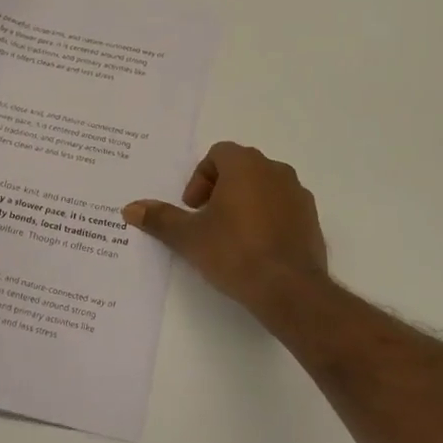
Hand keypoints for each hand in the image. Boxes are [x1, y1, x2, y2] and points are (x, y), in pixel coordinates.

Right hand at [123, 142, 328, 316]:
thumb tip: (130, 209)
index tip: (193, 208)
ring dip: (245, 202)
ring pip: (264, 187)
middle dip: (220, 189)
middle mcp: (275, 170)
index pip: (218, 154)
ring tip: (231, 236)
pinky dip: (268, 218)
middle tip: (207, 220)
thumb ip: (161, 219)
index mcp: (245, 165)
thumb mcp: (189, 237)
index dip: (200, 178)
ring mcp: (298, 194)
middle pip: (241, 168)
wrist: (290, 289)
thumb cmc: (235, 252)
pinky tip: (257, 248)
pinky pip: (283, 207)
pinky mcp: (312, 218)